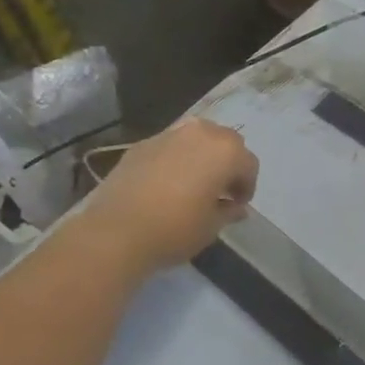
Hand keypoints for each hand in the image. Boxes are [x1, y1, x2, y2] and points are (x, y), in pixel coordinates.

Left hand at [85, 119, 258, 272]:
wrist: (116, 231)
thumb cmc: (175, 229)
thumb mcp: (211, 226)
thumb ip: (229, 211)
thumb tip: (236, 207)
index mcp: (225, 151)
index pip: (248, 165)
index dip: (246, 187)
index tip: (236, 206)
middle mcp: (201, 133)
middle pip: (226, 142)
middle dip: (227, 164)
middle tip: (219, 191)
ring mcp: (168, 135)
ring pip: (197, 139)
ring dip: (202, 157)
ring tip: (193, 184)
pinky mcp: (141, 144)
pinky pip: (170, 146)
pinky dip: (176, 159)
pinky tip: (166, 184)